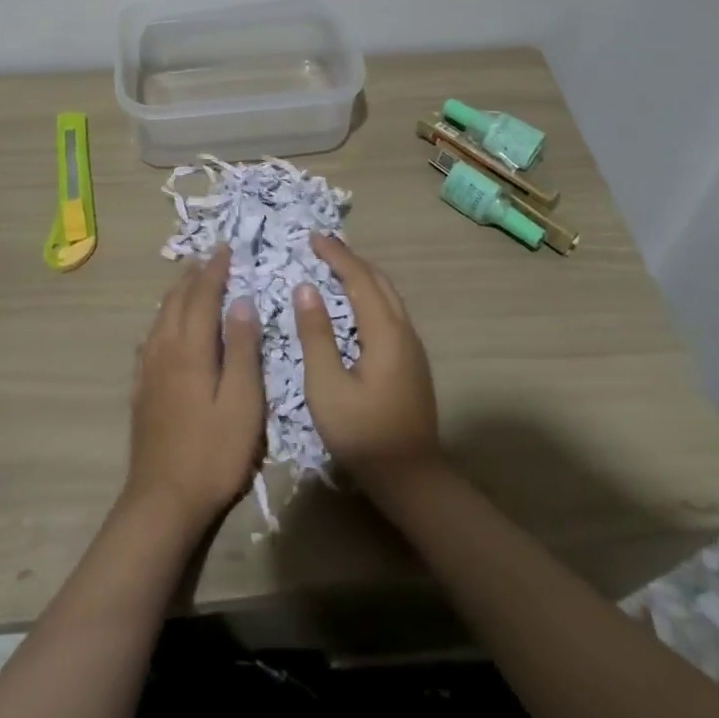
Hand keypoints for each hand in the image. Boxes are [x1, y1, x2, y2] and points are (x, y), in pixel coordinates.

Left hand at [126, 246, 264, 529]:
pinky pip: (151, 338)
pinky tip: (164, 327)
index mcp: (192, 349)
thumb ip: (243, 350)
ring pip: (160, 317)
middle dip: (194, 275)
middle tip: (209, 257)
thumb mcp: (243, 403)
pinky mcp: (142, 389)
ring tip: (189, 281)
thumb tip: (242, 302)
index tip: (226, 248)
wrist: (163, 500)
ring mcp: (149, 370)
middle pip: (177, 301)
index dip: (215, 270)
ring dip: (177, 293)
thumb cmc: (214, 452)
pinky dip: (162, 319)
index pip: (203, 296)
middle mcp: (165, 349)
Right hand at [295, 235, 440, 486]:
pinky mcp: (412, 363)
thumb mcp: (327, 386)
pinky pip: (390, 312)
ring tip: (335, 268)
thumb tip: (306, 288)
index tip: (312, 237)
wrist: (412, 479)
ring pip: (388, 296)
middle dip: (350, 260)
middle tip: (322, 247)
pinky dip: (369, 296)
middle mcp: (404, 331)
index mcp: (384, 332)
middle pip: (379, 281)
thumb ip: (316, 334)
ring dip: (362, 276)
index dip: (336, 255)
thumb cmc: (363, 434)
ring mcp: (412, 348)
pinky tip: (354, 306)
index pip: (359, 278)